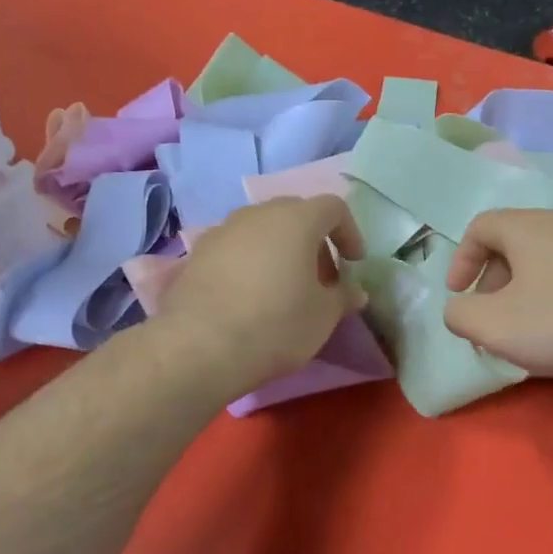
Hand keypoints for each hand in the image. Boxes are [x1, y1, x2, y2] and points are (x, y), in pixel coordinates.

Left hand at [154, 196, 367, 393]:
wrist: (200, 345)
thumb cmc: (276, 324)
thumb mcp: (323, 316)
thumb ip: (343, 297)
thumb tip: (355, 291)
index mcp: (297, 219)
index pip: (333, 207)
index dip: (349, 232)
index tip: (353, 263)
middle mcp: (258, 213)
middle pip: (295, 214)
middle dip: (313, 241)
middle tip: (320, 278)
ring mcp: (223, 230)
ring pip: (262, 229)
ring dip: (280, 250)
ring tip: (284, 287)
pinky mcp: (197, 253)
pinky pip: (235, 248)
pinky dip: (250, 262)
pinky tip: (249, 296)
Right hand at [443, 208, 552, 376]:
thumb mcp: (496, 326)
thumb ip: (461, 315)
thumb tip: (459, 309)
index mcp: (526, 227)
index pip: (480, 227)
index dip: (461, 260)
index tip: (459, 294)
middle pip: (513, 242)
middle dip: (493, 280)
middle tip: (492, 317)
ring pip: (547, 258)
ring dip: (527, 290)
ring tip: (531, 328)